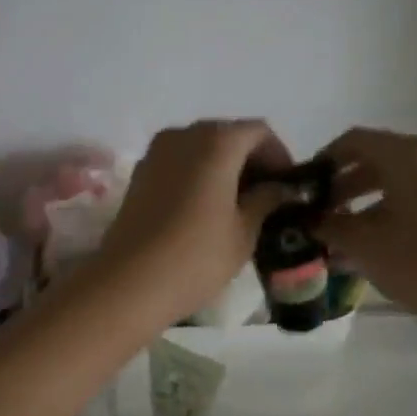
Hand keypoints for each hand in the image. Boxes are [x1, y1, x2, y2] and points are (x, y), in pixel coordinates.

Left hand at [95, 120, 292, 328]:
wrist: (129, 283)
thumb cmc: (197, 257)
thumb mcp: (244, 231)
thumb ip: (266, 200)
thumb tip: (280, 188)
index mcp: (216, 141)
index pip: (259, 132)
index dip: (279, 155)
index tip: (288, 186)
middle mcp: (184, 134)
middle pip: (227, 135)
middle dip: (250, 161)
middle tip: (267, 197)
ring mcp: (156, 152)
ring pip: (200, 148)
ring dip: (223, 168)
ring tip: (238, 206)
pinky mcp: (139, 174)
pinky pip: (178, 163)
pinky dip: (198, 175)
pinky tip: (206, 209)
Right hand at [316, 128, 416, 329]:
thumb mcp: (361, 243)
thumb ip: (328, 224)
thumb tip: (308, 220)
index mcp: (407, 155)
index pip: (354, 141)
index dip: (324, 160)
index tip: (304, 187)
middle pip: (377, 160)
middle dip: (343, 186)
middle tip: (318, 213)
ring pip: (397, 183)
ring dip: (364, 203)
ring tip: (340, 235)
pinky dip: (390, 213)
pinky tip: (371, 246)